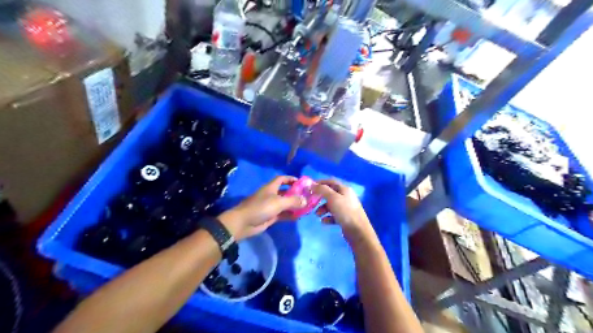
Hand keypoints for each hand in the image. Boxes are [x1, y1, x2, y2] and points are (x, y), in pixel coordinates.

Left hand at [217, 176, 304, 240]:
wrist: (244, 223)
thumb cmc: (261, 207)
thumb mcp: (279, 202)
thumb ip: (293, 201)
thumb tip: (305, 200)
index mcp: (271, 187)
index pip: (282, 179)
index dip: (291, 179)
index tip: (301, 182)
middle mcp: (271, 195)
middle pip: (285, 192)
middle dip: (295, 194)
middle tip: (307, 197)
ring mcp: (270, 206)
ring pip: (284, 204)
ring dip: (293, 205)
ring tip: (305, 208)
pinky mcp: (269, 216)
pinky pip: (282, 214)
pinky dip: (289, 215)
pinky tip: (298, 217)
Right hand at [312, 180, 376, 246]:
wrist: (358, 231)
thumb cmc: (345, 211)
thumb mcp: (333, 198)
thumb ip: (322, 190)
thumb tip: (312, 184)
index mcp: (345, 189)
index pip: (331, 181)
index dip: (320, 182)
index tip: (310, 187)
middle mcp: (346, 197)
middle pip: (330, 194)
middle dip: (320, 198)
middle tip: (311, 201)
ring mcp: (346, 208)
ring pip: (331, 205)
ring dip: (323, 208)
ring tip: (317, 215)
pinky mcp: (345, 218)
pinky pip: (334, 215)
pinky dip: (328, 217)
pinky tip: (324, 221)